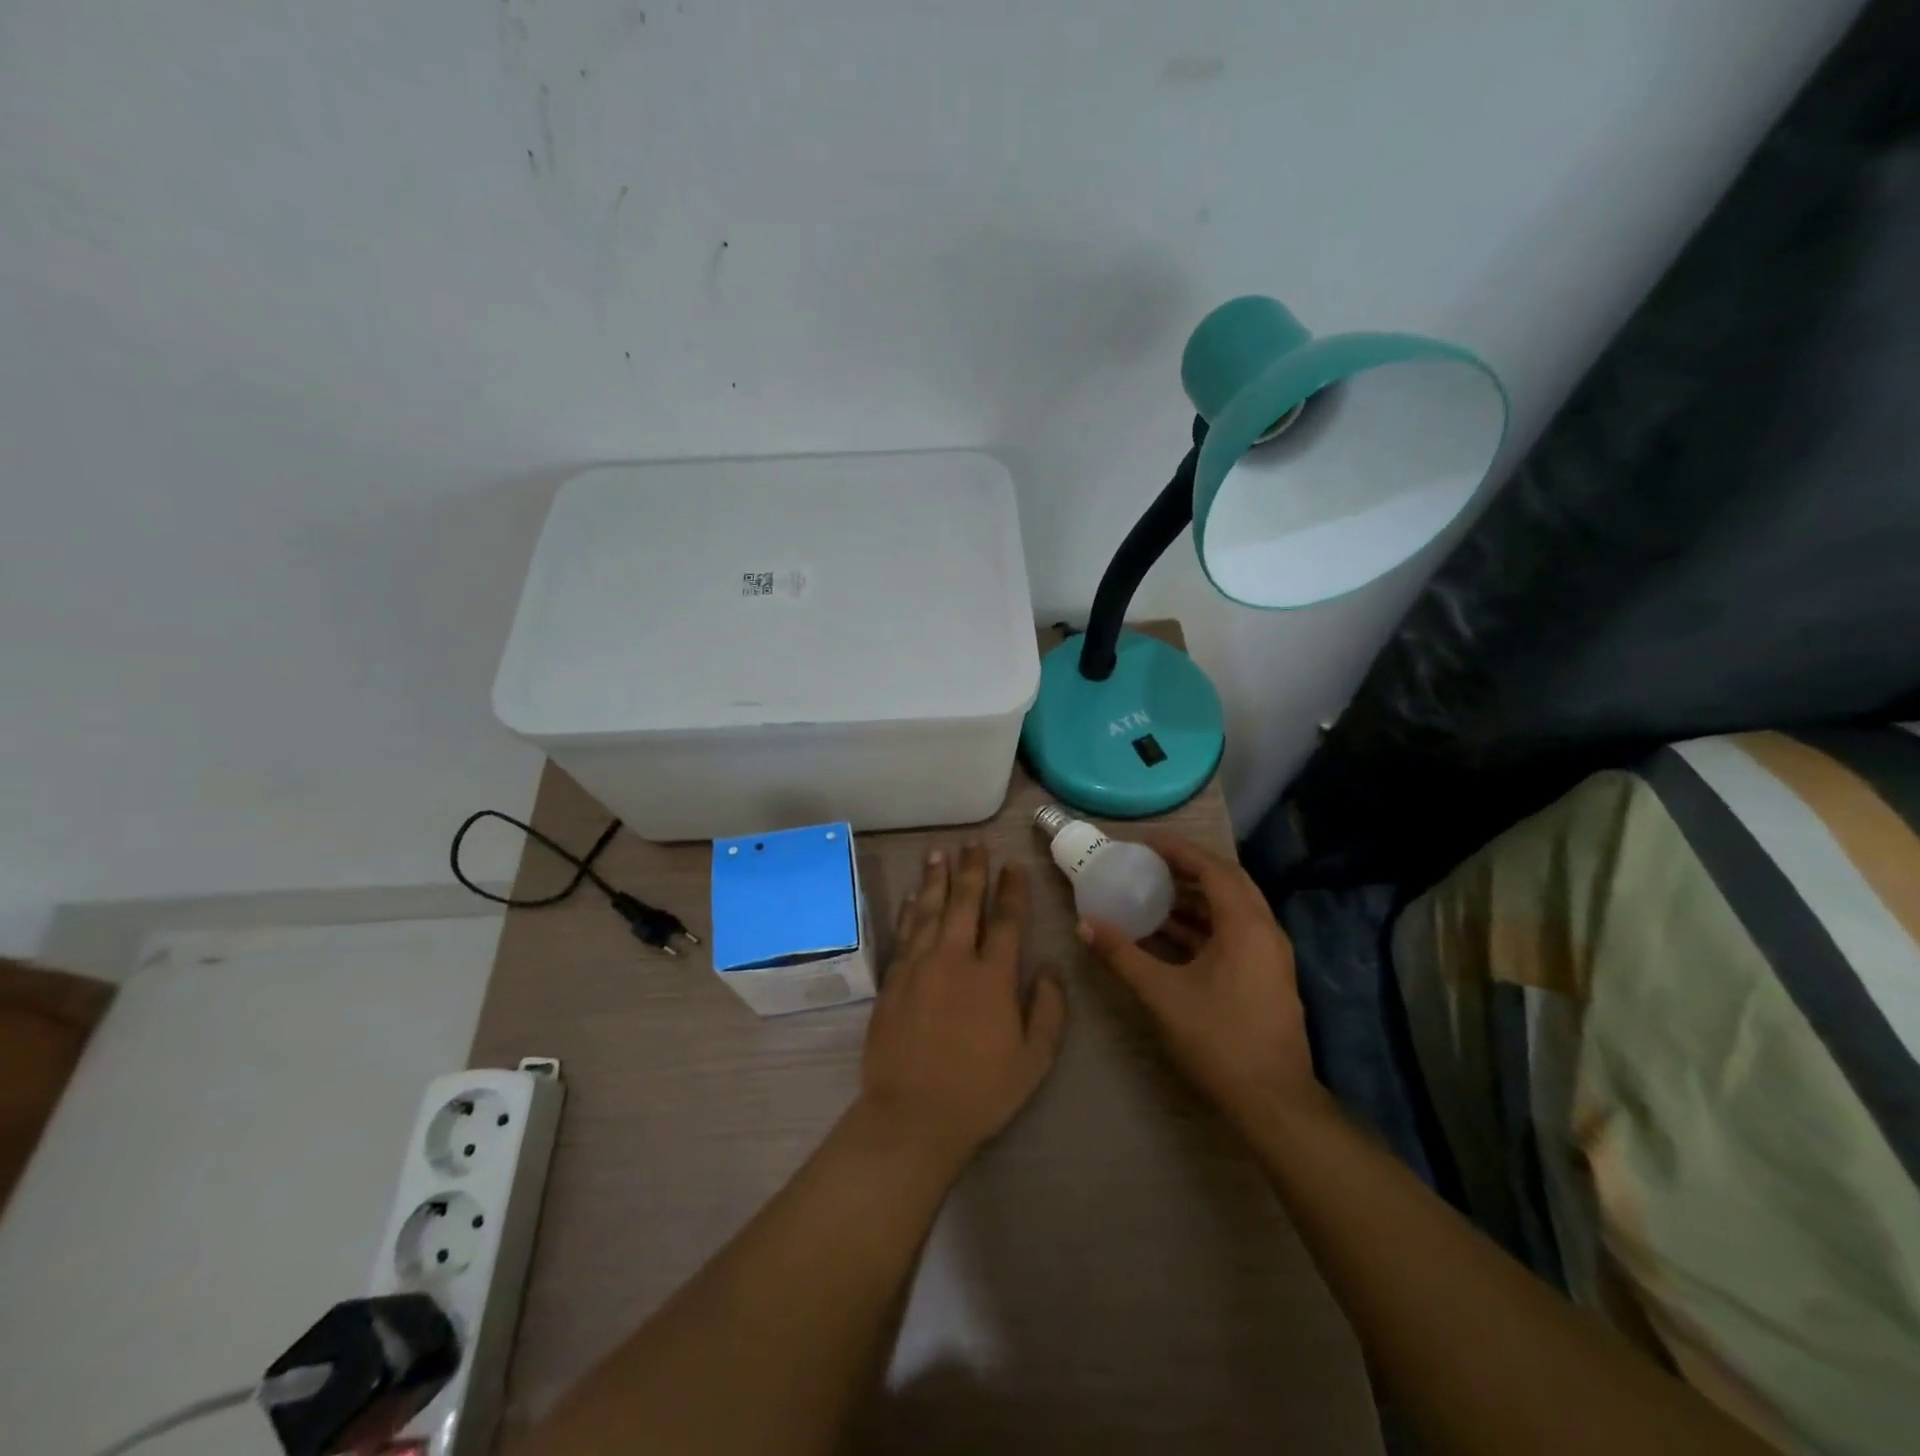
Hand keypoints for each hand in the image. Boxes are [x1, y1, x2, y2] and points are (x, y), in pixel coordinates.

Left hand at [860, 845, 1067, 1164]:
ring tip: (939, 852)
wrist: (913, 1116)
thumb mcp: (1033, 1060)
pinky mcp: (893, 980)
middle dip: (972, 870)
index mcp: (993, 977)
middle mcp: (955, 960)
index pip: (1007, 920)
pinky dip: (911, 910)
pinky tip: (914, 895)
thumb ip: (1049, 1010)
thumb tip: (1051, 968)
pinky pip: (904, 933)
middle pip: (964, 903)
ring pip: (930, 910)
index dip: (1012, 890)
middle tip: (974, 843)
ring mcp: (919, 967)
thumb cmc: (980, 1091)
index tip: (1012, 864)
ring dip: (936, 879)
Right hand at [1078, 833, 1318, 1126]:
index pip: (1213, 869)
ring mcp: (1269, 955)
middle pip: (1227, 883)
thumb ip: (1122, 955)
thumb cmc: (1219, 1039)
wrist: (1273, 1102)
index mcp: (1246, 925)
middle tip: (1149, 863)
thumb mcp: (1162, 994)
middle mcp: (1264, 931)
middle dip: (1187, 869)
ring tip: (1152, 893)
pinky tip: (1169, 935)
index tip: (1144, 842)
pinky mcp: (1266, 976)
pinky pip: (1233, 933)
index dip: (1178, 851)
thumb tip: (1084, 925)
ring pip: (1231, 910)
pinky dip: (1202, 925)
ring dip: (1194, 899)